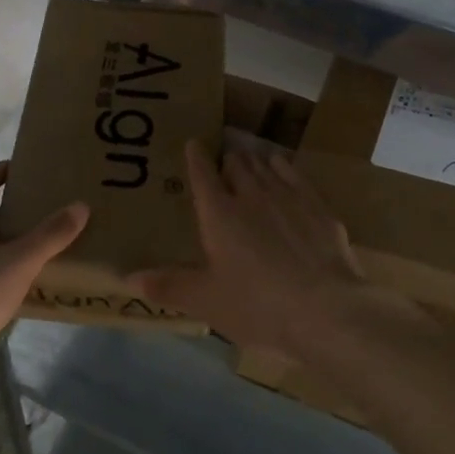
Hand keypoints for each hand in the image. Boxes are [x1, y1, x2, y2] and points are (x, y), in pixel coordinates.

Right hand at [128, 140, 364, 354]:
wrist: (327, 310)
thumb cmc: (258, 306)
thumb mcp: (207, 302)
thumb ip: (168, 286)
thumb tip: (127, 279)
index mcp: (219, 214)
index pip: (202, 174)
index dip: (196, 157)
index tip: (194, 143)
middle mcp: (251, 195)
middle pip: (236, 164)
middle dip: (227, 160)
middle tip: (223, 161)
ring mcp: (287, 196)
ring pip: (265, 165)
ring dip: (254, 161)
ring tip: (249, 160)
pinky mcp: (317, 205)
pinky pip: (294, 174)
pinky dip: (283, 167)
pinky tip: (282, 168)